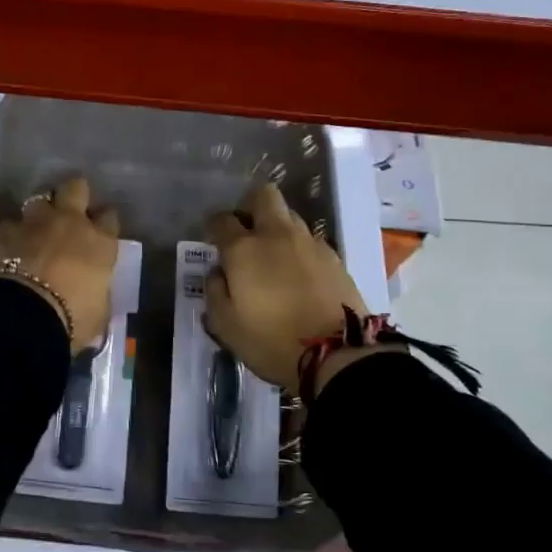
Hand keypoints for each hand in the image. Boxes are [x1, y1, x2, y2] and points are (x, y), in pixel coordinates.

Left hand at [0, 176, 119, 350]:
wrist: (22, 317)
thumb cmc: (72, 319)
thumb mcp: (98, 313)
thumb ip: (98, 295)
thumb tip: (94, 294)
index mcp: (99, 243)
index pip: (110, 217)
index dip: (105, 221)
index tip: (101, 229)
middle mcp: (70, 223)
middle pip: (76, 188)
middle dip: (74, 194)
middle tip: (70, 210)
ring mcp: (35, 223)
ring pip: (40, 198)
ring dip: (40, 211)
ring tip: (38, 227)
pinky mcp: (4, 231)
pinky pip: (11, 222)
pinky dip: (13, 232)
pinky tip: (11, 245)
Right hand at [204, 182, 368, 389]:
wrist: (337, 355)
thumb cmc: (271, 341)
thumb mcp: (225, 325)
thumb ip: (214, 291)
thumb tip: (218, 272)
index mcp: (244, 249)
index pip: (222, 220)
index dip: (214, 227)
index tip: (213, 240)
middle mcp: (276, 235)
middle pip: (264, 196)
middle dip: (250, 206)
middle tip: (246, 232)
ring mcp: (310, 244)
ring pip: (290, 216)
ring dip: (277, 227)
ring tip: (273, 256)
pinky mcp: (334, 258)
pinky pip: (310, 240)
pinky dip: (299, 249)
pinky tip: (297, 273)